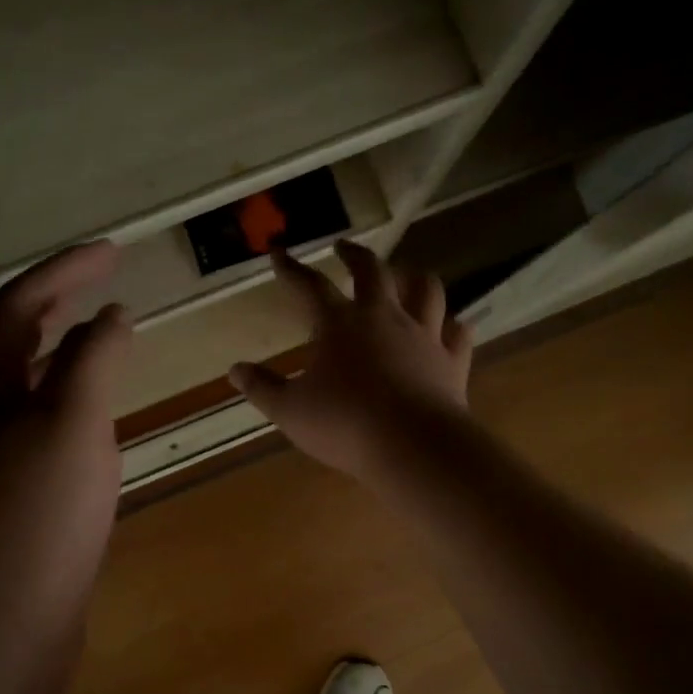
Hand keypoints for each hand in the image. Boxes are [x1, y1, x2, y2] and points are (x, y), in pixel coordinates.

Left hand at [0, 241, 130, 655]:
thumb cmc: (31, 523)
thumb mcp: (71, 428)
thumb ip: (92, 363)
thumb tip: (109, 315)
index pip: (18, 306)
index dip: (65, 271)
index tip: (115, 251)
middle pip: (11, 345)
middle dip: (58, 308)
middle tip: (107, 290)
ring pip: (25, 395)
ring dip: (63, 362)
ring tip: (107, 349)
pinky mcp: (6, 511)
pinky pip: (39, 440)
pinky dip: (70, 416)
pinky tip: (97, 434)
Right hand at [229, 241, 472, 481]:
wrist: (412, 445)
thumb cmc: (344, 425)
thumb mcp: (290, 410)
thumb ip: (262, 387)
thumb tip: (235, 370)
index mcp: (339, 324)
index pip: (309, 286)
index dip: (291, 269)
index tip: (279, 253)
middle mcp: (384, 317)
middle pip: (373, 270)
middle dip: (355, 255)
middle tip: (344, 248)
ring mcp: (423, 335)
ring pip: (426, 289)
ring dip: (413, 277)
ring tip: (405, 275)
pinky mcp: (451, 360)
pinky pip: (457, 332)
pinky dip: (451, 326)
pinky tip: (448, 327)